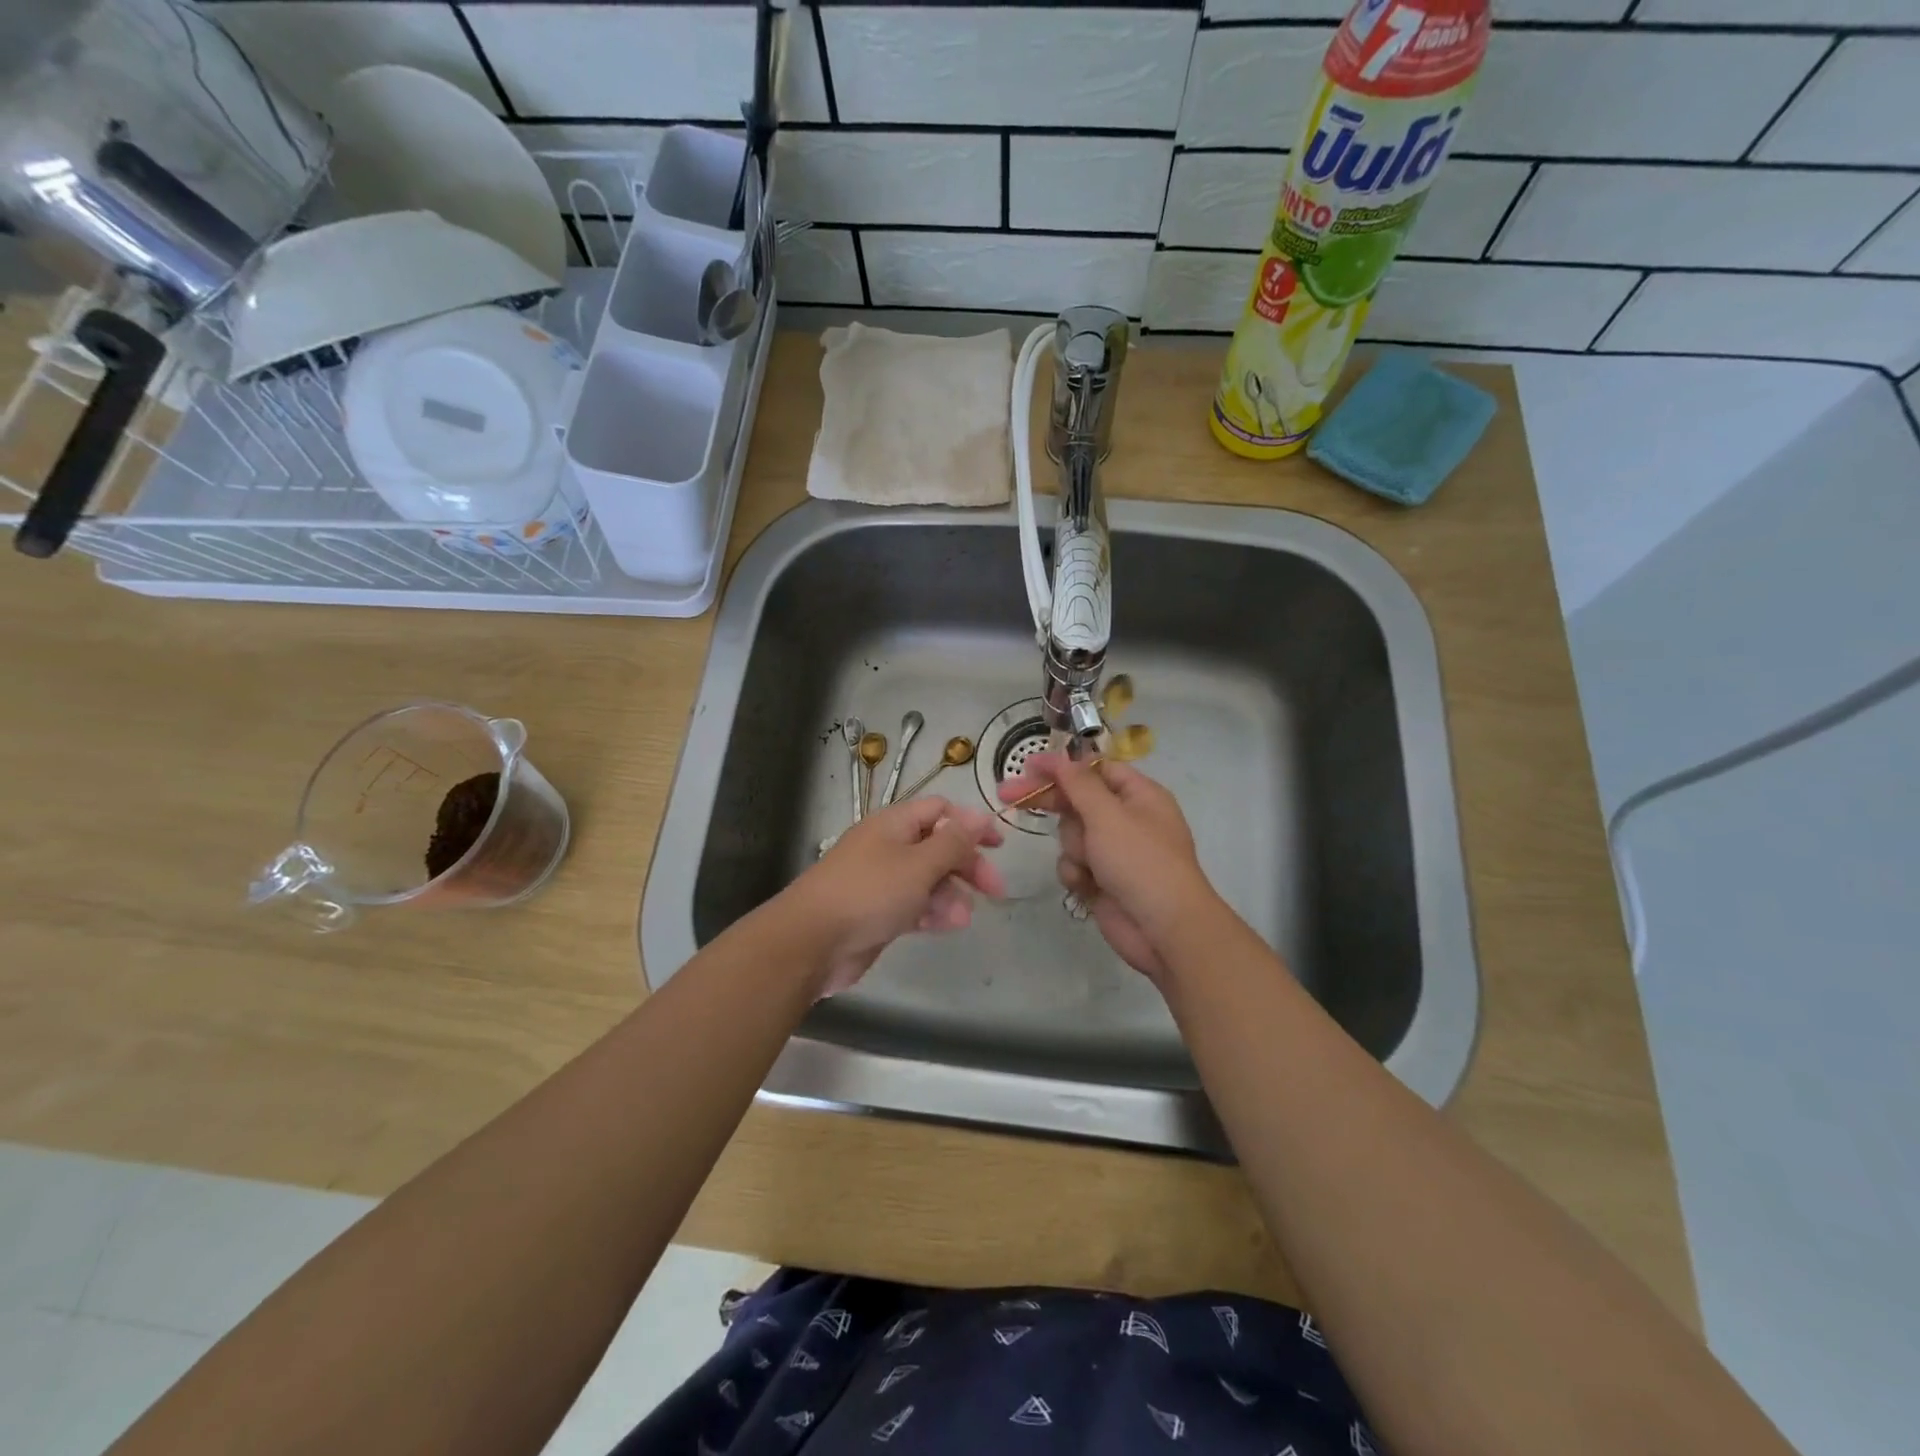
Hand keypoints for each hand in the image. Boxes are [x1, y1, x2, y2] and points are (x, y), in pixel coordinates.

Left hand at [787, 797, 1007, 996]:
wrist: (811, 941)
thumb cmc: (869, 893)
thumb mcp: (919, 864)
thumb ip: (954, 842)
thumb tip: (980, 817)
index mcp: (894, 824)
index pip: (941, 811)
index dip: (971, 824)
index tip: (998, 847)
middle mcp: (888, 846)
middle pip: (938, 846)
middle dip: (967, 865)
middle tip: (994, 890)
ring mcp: (881, 880)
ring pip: (928, 879)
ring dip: (951, 894)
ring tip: (961, 918)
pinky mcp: (878, 912)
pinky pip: (914, 905)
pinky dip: (932, 912)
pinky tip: (946, 926)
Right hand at [998, 752, 1218, 981]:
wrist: (1164, 930)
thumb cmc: (1140, 862)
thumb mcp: (1108, 815)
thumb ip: (1079, 784)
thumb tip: (1061, 758)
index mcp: (1139, 795)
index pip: (1094, 769)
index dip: (1061, 766)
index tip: (1027, 766)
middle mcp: (1127, 819)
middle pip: (1078, 800)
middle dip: (1050, 802)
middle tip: (1008, 795)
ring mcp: (1114, 851)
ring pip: (1071, 835)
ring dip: (1073, 848)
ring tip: (1090, 864)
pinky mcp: (1102, 880)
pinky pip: (1074, 864)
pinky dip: (1076, 873)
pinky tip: (1087, 886)